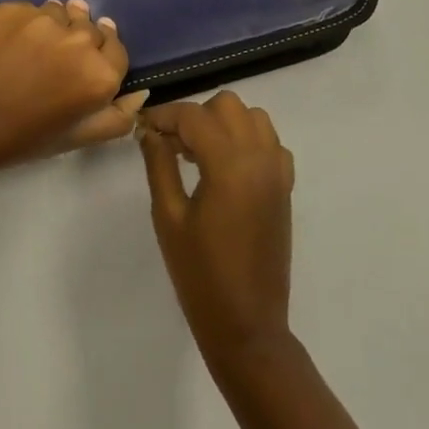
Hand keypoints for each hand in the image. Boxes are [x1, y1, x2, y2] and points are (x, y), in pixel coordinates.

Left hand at [0, 0, 143, 187]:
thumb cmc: (22, 139)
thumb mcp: (77, 139)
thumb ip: (117, 117)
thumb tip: (141, 92)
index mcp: (100, 75)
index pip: (117, 49)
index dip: (101, 57)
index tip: (83, 66)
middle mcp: (77, 40)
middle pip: (90, 27)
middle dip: (78, 41)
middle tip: (53, 63)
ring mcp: (41, 20)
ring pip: (59, 13)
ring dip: (53, 27)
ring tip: (30, 52)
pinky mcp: (8, 9)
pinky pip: (28, 10)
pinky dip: (23, 24)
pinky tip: (6, 47)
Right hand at [139, 92, 294, 366]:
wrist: (247, 322)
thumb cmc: (200, 274)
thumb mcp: (168, 217)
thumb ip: (159, 165)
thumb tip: (149, 131)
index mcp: (229, 164)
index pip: (194, 116)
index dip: (164, 116)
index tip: (142, 127)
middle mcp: (260, 157)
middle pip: (227, 105)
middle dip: (195, 116)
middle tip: (170, 145)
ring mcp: (278, 171)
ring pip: (253, 117)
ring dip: (223, 123)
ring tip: (197, 154)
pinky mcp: (286, 186)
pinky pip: (270, 142)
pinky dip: (248, 140)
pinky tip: (226, 168)